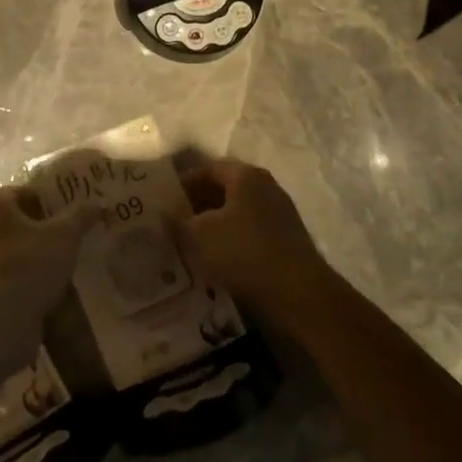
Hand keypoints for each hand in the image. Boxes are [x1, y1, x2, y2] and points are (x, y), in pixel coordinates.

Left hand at [0, 185, 102, 310]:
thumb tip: (98, 204)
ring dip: (35, 253)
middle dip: (44, 228)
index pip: (27, 193)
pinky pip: (9, 272)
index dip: (52, 202)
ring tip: (65, 262)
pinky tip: (49, 285)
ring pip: (13, 247)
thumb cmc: (29, 262)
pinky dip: (26, 275)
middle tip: (74, 237)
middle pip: (19, 220)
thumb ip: (80, 216)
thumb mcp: (65, 235)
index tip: (74, 216)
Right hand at [172, 158, 330, 312]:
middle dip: (198, 204)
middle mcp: (266, 187)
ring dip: (215, 224)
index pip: (209, 169)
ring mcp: (280, 213)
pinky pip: (251, 231)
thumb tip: (165, 210)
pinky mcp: (287, 239)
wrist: (297, 293)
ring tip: (192, 243)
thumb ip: (178, 219)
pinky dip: (232, 239)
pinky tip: (218, 259)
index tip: (166, 202)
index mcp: (246, 176)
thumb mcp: (198, 235)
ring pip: (238, 212)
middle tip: (176, 223)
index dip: (184, 183)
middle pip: (225, 189)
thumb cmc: (243, 252)